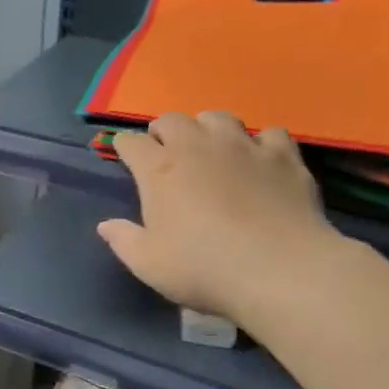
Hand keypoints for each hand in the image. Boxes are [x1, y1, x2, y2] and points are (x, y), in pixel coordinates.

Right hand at [97, 112, 345, 328]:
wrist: (281, 271)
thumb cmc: (204, 269)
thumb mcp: (149, 264)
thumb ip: (123, 240)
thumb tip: (105, 225)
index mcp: (159, 169)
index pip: (131, 142)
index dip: (125, 147)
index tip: (126, 158)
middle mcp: (197, 146)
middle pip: (172, 119)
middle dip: (164, 131)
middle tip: (167, 154)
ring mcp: (243, 146)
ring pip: (218, 117)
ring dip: (208, 129)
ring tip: (212, 150)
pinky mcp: (283, 156)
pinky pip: (270, 133)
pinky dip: (261, 143)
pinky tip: (261, 161)